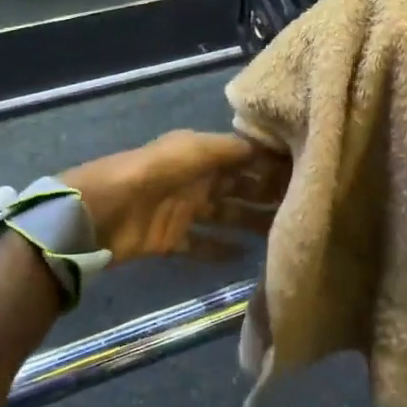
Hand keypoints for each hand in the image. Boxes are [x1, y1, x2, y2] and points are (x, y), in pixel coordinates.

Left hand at [62, 131, 287, 264]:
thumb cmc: (154, 172)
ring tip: (283, 235)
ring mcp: (184, 210)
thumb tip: (271, 148)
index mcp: (200, 153)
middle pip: (238, 187)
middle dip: (266, 195)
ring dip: (250, 223)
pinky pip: (202, 245)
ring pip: (226, 215)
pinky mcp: (172, 239)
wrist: (103, 210)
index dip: (269, 165)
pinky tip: (246, 257)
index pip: (243, 157)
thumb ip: (233, 149)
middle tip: (300, 208)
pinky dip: (221, 251)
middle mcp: (196, 179)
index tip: (303, 175)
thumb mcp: (195, 149)